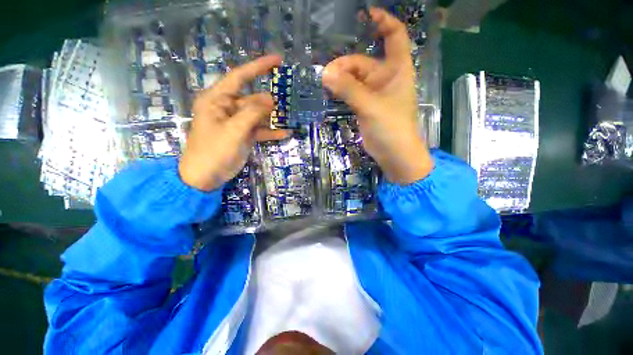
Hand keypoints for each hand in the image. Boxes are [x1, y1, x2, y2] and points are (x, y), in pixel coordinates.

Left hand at [179, 55, 287, 191]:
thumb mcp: (233, 130)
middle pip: (252, 98)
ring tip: (289, 117)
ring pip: (257, 115)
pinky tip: (285, 134)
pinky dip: (271, 132)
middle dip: (268, 100)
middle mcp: (226, 108)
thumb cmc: (214, 151)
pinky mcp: (242, 135)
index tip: (277, 61)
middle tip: (287, 101)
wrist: (205, 176)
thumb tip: (270, 99)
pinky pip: (259, 130)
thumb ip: (252, 113)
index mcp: (217, 100)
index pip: (239, 77)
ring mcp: (236, 123)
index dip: (258, 67)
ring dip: (272, 117)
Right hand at [322, 7, 432, 184]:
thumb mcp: (371, 106)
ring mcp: (374, 93)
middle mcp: (386, 78)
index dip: (383, 21)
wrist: (394, 153)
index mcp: (397, 70)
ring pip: (355, 79)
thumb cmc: (391, 127)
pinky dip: (341, 91)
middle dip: (346, 64)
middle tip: (327, 74)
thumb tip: (325, 73)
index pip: (395, 36)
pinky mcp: (365, 106)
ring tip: (325, 82)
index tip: (366, 14)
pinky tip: (330, 91)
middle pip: (364, 62)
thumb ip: (349, 89)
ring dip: (341, 79)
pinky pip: (351, 93)